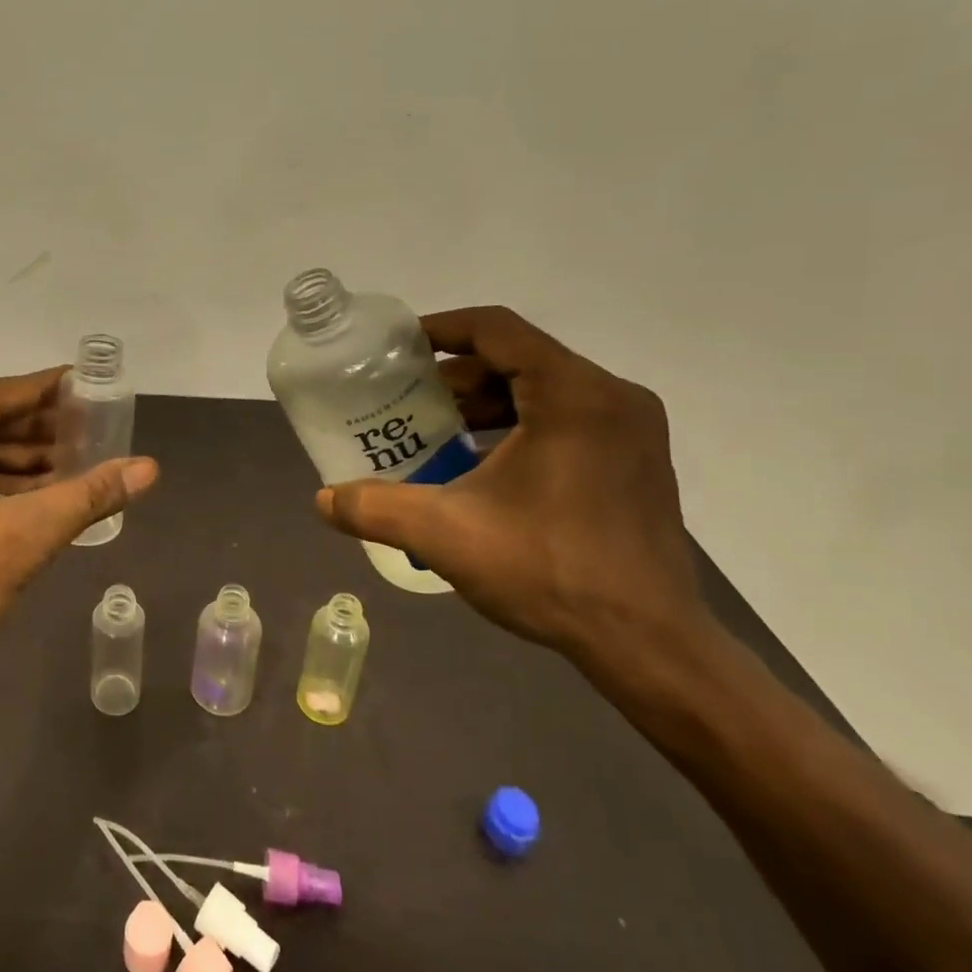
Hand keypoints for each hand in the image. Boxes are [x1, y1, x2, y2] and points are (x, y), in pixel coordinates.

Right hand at [314, 306, 710, 675]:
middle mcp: (611, 398)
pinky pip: (566, 418)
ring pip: (543, 390)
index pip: (497, 330)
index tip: (397, 347)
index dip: (441, 328)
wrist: (649, 643)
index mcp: (573, 395)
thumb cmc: (550, 571)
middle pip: (519, 358)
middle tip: (408, 398)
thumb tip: (322, 499)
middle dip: (457, 375)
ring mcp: (631, 430)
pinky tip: (481, 464)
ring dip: (486, 402)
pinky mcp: (635, 460)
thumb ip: (376, 508)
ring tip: (437, 430)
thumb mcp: (445, 534)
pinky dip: (518, 426)